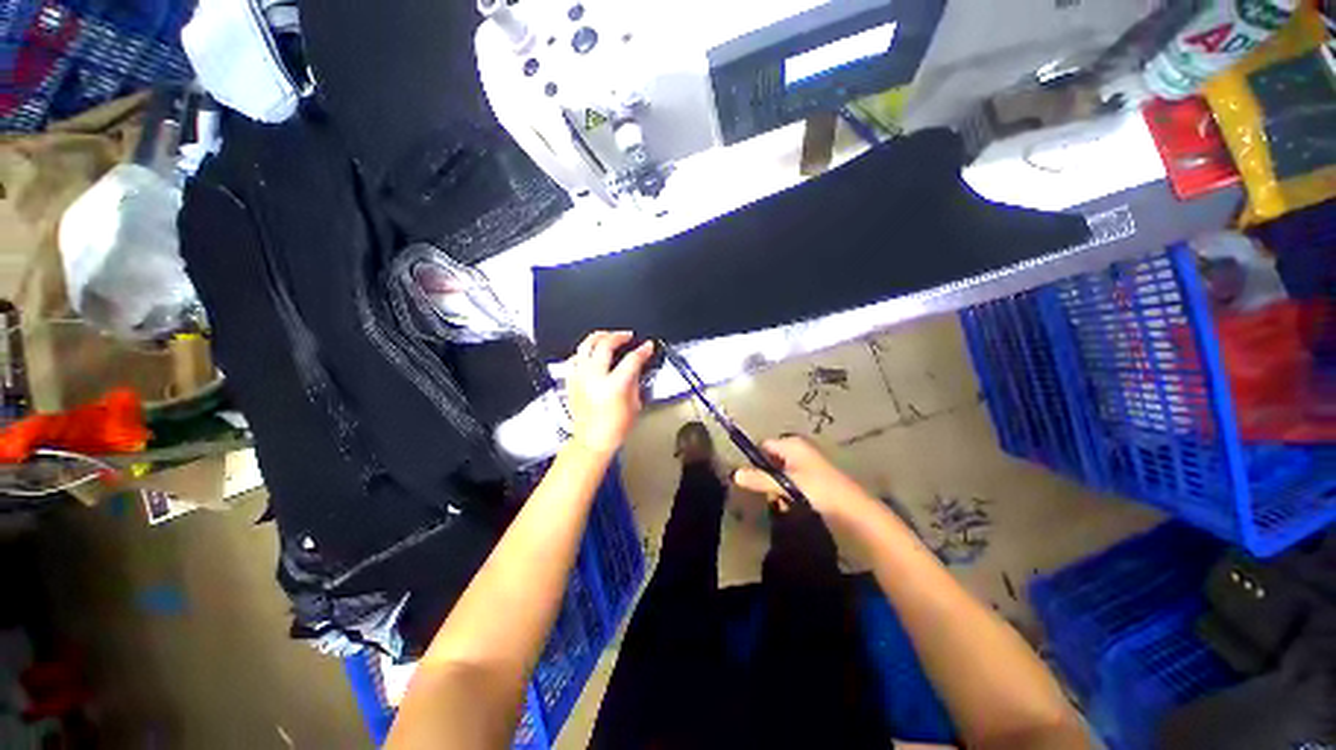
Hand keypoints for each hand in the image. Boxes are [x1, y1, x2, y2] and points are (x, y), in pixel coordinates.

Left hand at [564, 331, 654, 456]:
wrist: (592, 441)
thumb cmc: (613, 429)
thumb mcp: (634, 405)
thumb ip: (634, 381)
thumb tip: (636, 365)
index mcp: (613, 386)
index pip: (631, 360)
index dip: (642, 350)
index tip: (647, 346)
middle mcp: (594, 378)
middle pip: (605, 345)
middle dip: (619, 336)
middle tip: (627, 335)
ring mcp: (580, 378)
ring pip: (585, 345)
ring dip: (599, 337)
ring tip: (608, 335)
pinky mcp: (571, 381)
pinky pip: (574, 358)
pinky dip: (583, 351)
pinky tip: (590, 351)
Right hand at [732, 436, 875, 520]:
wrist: (854, 512)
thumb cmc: (819, 490)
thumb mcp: (786, 484)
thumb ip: (760, 478)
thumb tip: (735, 474)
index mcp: (793, 444)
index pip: (764, 445)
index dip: (755, 460)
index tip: (748, 478)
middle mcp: (799, 450)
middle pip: (771, 460)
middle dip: (766, 478)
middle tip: (769, 494)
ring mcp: (807, 465)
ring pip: (780, 474)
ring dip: (777, 488)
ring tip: (781, 502)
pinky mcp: (813, 481)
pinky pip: (791, 483)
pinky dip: (787, 493)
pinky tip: (790, 505)